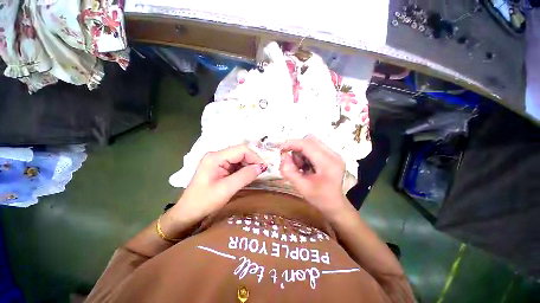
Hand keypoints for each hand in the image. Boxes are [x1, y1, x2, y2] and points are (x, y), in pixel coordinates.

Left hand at [169, 145, 265, 228]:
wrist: (188, 213)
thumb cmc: (205, 202)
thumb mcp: (227, 189)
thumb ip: (245, 176)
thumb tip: (262, 166)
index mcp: (215, 157)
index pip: (241, 149)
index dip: (254, 157)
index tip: (263, 168)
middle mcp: (216, 155)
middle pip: (240, 152)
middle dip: (252, 161)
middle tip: (260, 173)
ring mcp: (217, 160)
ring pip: (239, 158)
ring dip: (248, 165)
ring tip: (254, 175)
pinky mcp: (219, 167)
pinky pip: (235, 164)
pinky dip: (243, 169)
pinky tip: (246, 176)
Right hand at [280, 135, 351, 218]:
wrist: (334, 205)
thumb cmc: (319, 199)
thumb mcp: (301, 187)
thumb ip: (289, 171)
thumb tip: (284, 156)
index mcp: (328, 163)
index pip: (307, 145)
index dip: (292, 144)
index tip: (281, 149)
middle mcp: (333, 155)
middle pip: (310, 140)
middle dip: (297, 149)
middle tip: (293, 164)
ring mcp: (333, 154)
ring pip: (311, 143)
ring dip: (301, 152)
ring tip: (301, 167)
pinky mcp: (330, 155)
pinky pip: (313, 148)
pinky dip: (305, 154)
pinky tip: (306, 166)